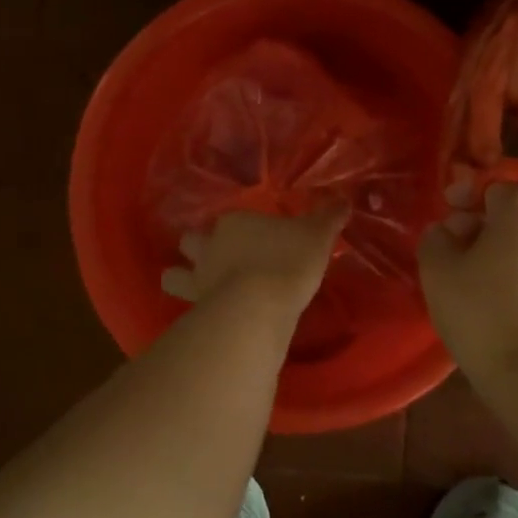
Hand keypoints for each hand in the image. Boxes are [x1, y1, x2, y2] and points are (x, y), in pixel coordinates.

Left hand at [161, 206, 347, 317]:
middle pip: (192, 241)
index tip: (257, 237)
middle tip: (216, 257)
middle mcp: (210, 247)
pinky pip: (187, 308)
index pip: (232, 219)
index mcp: (235, 223)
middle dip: (197, 246)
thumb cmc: (289, 260)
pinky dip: (192, 311)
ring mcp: (199, 280)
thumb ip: (329, 217)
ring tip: (196, 286)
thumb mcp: (317, 234)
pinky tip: (205, 317)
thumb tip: (344, 200)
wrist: (260, 305)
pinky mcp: (197, 310)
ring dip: (181, 277)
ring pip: (174, 275)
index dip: (241, 228)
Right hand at [418, 182, 517, 379]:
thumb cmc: (482, 313)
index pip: (496, 186)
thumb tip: (445, 231)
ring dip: (497, 254)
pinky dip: (514, 278)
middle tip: (451, 248)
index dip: (468, 194)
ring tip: (469, 280)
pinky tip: (494, 304)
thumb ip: (436, 239)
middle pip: (513, 215)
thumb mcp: (438, 271)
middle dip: (481, 225)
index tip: (446, 211)